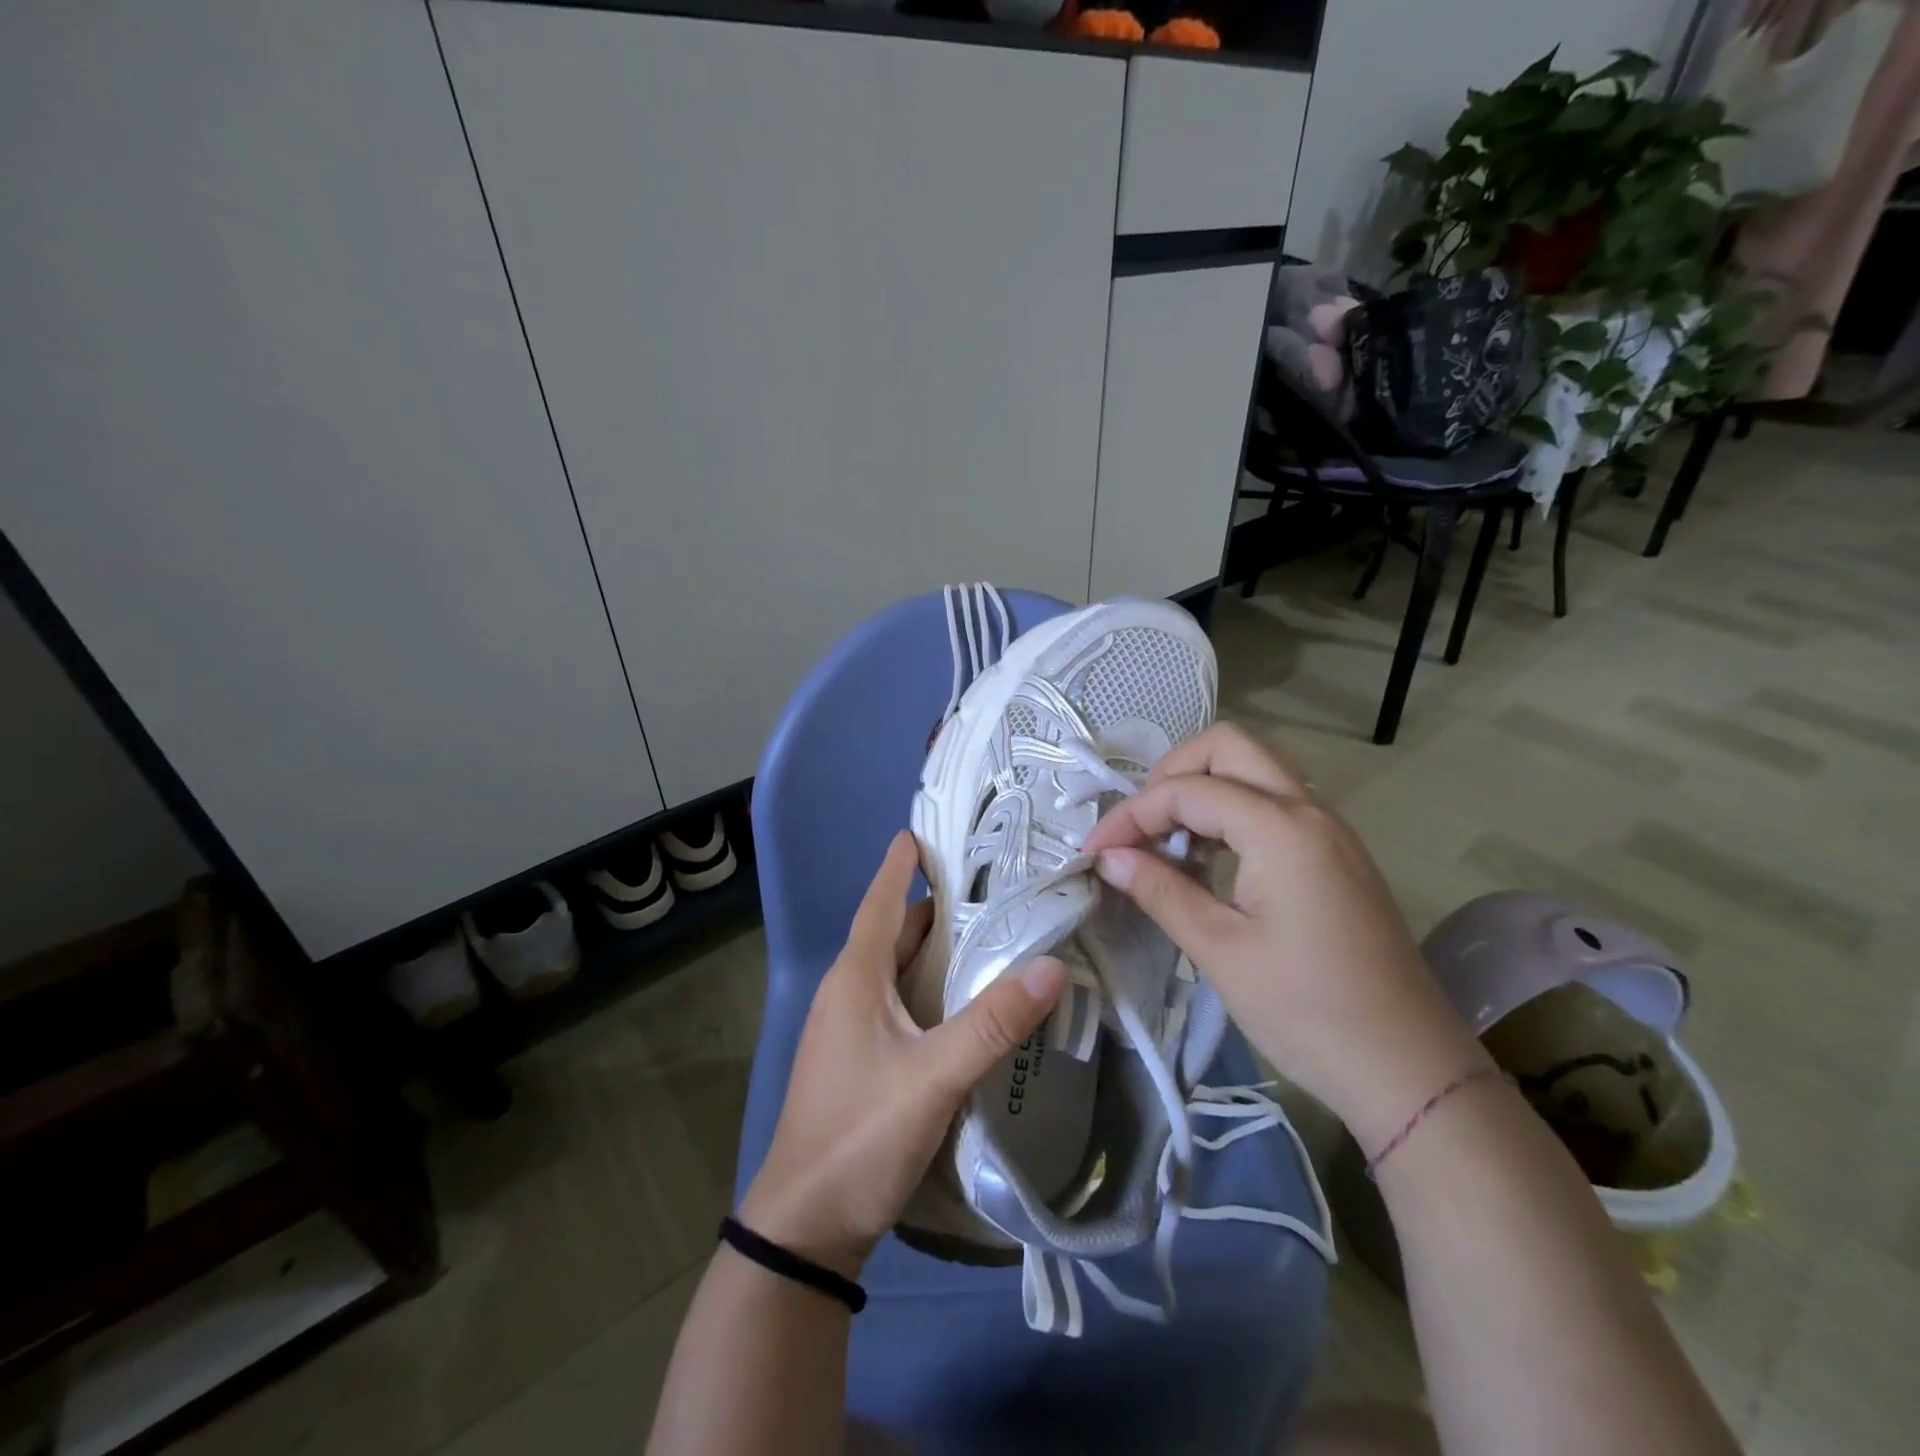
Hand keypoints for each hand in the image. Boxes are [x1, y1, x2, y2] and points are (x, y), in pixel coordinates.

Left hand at [739, 831, 1065, 1278]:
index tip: (927, 830)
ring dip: (936, 949)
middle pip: (894, 932)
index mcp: (855, 979)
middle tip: (992, 885)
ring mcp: (850, 1027)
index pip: (881, 901)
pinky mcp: (859, 1057)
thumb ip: (992, 1024)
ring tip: (991, 933)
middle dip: (936, 906)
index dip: (901, 864)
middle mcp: (848, 992)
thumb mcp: (933, 1078)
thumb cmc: (859, 1136)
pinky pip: (900, 1001)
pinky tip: (966, 1000)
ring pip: (898, 969)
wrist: (804, 1226)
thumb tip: (1051, 966)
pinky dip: (931, 987)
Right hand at [1081, 724, 1487, 1150]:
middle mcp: (1310, 810)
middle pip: (1229, 747)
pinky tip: (1210, 859)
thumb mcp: (1220, 951)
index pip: (1188, 791)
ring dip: (1204, 788)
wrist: (1409, 1070)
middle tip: (1141, 825)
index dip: (1131, 814)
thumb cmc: (1308, 1012)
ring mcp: (1330, 829)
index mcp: (1281, 829)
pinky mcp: (1338, 854)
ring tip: (1168, 841)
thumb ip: (1161, 891)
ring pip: (1256, 769)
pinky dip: (1233, 810)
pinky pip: (1276, 802)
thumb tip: (1109, 857)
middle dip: (1172, 774)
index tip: (1094, 852)